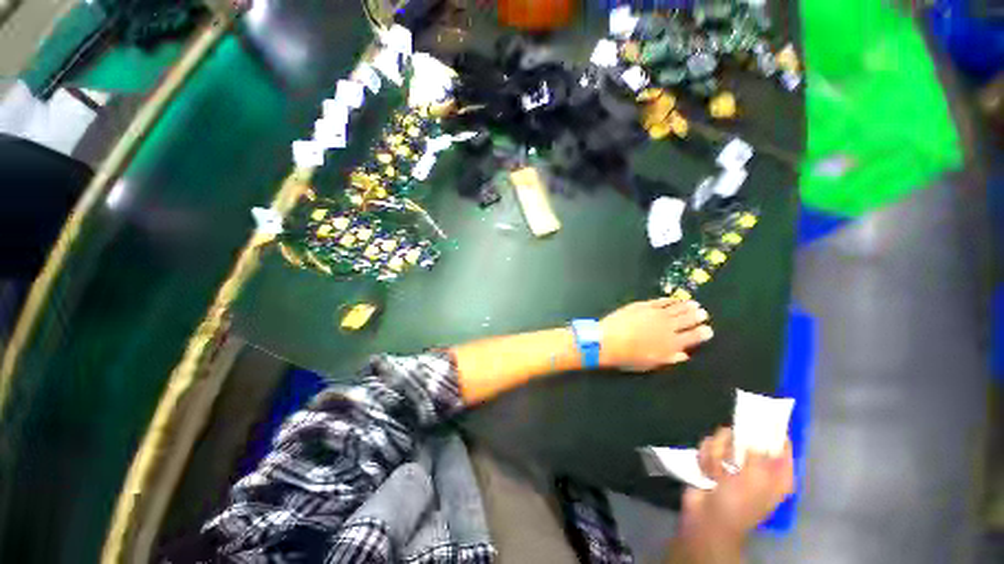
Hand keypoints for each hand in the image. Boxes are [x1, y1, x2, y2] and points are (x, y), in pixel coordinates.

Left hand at [598, 298, 712, 370]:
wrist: (608, 340)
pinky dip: (669, 300)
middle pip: (687, 319)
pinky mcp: (643, 305)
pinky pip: (661, 301)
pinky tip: (674, 299)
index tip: (708, 330)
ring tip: (694, 304)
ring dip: (686, 306)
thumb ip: (670, 358)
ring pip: (676, 308)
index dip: (702, 333)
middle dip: (697, 316)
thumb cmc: (628, 357)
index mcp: (671, 344)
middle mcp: (667, 327)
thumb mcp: (651, 363)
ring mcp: (655, 314)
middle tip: (703, 313)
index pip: (693, 337)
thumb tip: (684, 355)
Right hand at [683, 427, 794, 541]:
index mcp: (776, 475)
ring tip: (716, 472)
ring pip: (723, 440)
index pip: (782, 447)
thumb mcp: (756, 479)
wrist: (706, 518)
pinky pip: (708, 447)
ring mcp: (733, 464)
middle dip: (732, 444)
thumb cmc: (738, 503)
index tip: (764, 416)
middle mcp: (757, 467)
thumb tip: (756, 432)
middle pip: (747, 437)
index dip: (775, 432)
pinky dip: (706, 459)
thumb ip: (759, 453)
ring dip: (716, 455)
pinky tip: (707, 472)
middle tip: (730, 456)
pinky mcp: (713, 462)